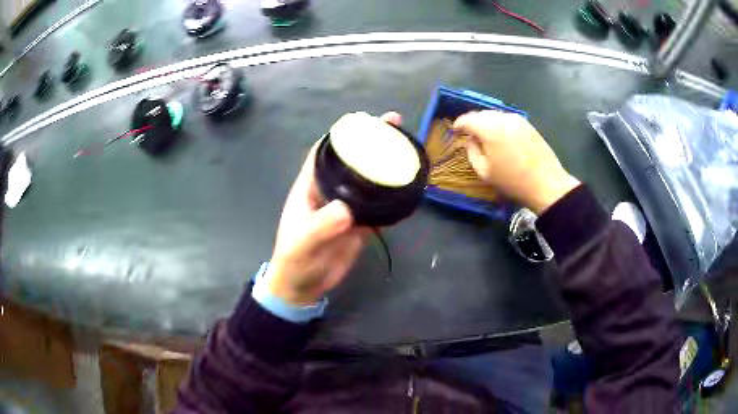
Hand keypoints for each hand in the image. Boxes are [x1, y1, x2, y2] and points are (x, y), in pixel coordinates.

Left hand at [265, 112, 402, 305]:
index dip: (340, 134)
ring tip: (407, 149)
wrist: (304, 287)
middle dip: (371, 142)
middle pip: (352, 160)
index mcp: (311, 186)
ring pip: (367, 180)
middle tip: (395, 125)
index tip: (364, 121)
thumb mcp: (303, 243)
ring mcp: (346, 207)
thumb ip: (321, 226)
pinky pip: (377, 204)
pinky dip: (391, 194)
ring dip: (384, 165)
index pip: (323, 152)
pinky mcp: (359, 223)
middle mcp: (330, 191)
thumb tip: (347, 209)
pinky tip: (408, 184)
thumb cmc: (294, 261)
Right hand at [454, 111, 580, 214]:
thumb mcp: (485, 172)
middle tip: (469, 134)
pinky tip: (501, 137)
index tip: (455, 131)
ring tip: (484, 135)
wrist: (546, 184)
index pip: (468, 119)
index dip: (459, 124)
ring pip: (495, 115)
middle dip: (473, 122)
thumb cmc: (512, 181)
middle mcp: (502, 118)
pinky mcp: (528, 125)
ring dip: (487, 123)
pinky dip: (500, 124)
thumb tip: (470, 140)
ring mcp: (517, 119)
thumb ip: (472, 152)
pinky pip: (507, 119)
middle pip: (481, 114)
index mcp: (489, 128)